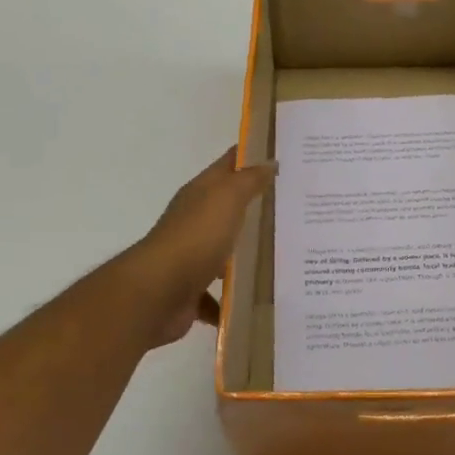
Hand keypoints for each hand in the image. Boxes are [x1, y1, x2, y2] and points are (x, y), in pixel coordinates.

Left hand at [128, 147, 276, 347]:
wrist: (159, 292)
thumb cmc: (196, 236)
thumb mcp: (227, 198)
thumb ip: (249, 180)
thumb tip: (268, 162)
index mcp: (200, 194)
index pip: (228, 165)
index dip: (251, 157)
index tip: (282, 157)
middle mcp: (194, 221)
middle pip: (228, 208)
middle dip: (256, 207)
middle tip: (294, 209)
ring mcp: (192, 256)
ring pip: (224, 251)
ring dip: (245, 254)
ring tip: (283, 257)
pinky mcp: (192, 290)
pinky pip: (218, 293)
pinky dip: (233, 296)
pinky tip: (257, 298)